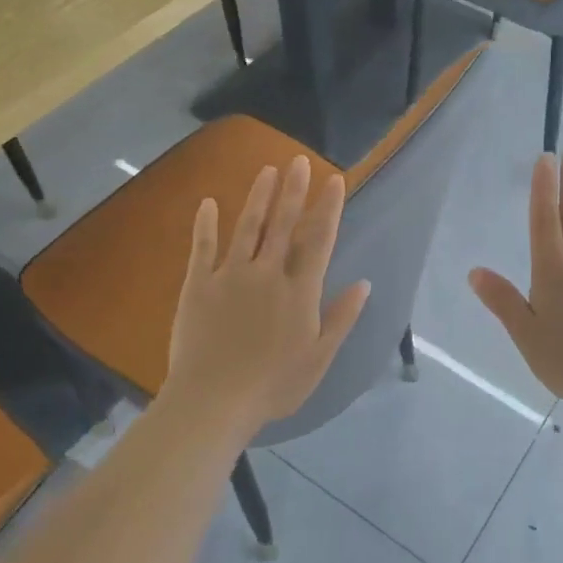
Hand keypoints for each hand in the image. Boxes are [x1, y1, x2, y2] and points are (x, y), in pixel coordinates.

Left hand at [163, 156, 370, 438]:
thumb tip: (364, 283)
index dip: (328, 208)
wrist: (214, 401)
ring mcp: (230, 275)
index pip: (318, 240)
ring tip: (267, 171)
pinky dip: (205, 224)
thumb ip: (341, 317)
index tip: (334, 180)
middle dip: (293, 190)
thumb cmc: (273, 385)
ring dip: (258, 197)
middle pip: (283, 224)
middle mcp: (267, 273)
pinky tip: (207, 202)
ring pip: (248, 227)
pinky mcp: (198, 285)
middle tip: (298, 161)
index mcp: (299, 291)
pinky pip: (202, 247)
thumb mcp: (319, 357)